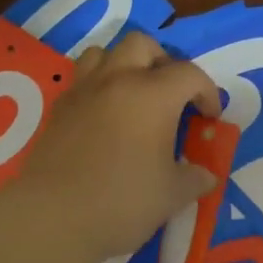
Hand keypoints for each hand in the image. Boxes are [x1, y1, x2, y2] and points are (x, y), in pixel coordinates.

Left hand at [10, 32, 221, 261]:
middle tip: (170, 94)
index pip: (190, 74)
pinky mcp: (58, 108)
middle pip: (142, 44)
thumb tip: (206, 175)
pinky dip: (96, 86)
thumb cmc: (122, 201)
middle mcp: (118, 80)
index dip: (207, 92)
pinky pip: (80, 79)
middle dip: (162, 61)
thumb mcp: (172, 195)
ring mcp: (83, 91)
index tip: (209, 118)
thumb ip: (194, 178)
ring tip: (132, 95)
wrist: (52, 218)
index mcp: (153, 95)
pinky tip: (102, 116)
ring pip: (104, 52)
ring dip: (123, 65)